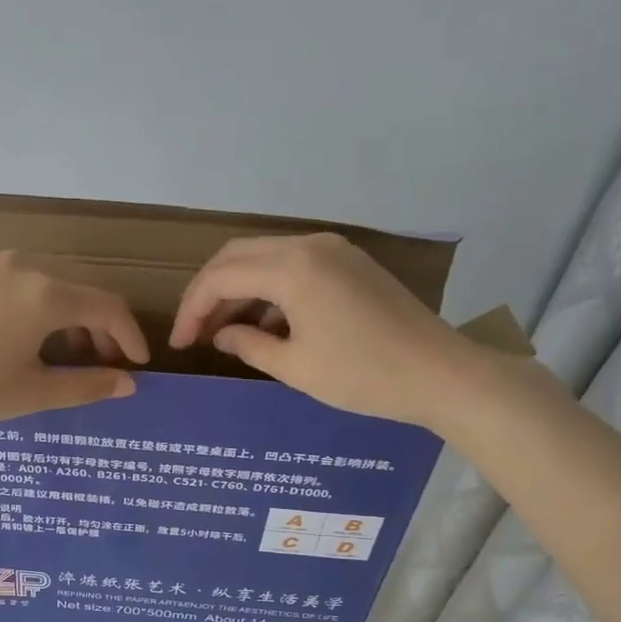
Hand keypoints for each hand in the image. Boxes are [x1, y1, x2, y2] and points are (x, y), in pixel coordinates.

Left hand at [0, 251, 149, 429]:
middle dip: (97, 325)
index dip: (129, 336)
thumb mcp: (30, 394)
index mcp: (45, 295)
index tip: (137, 363)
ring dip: (61, 310)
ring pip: (41, 278)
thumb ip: (85, 385)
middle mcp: (20, 264)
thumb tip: (128, 383)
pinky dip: (25, 299)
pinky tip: (9, 329)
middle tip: (98, 361)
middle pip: (77, 288)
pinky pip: (6, 276)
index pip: (107, 307)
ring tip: (55, 348)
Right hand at [168, 233, 487, 428]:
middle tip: (193, 331)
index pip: (220, 277)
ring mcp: (333, 249)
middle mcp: (308, 245)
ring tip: (222, 331)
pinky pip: (292, 264)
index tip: (178, 343)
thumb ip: (248, 344)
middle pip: (236, 256)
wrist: (441, 373)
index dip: (191, 309)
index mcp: (291, 268)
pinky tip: (264, 324)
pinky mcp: (348, 261)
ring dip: (237, 289)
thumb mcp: (295, 368)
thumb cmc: (363, 376)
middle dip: (208, 292)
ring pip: (263, 257)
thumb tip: (221, 334)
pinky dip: (267, 288)